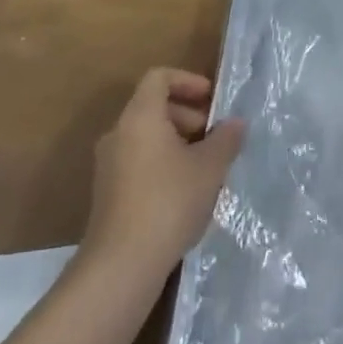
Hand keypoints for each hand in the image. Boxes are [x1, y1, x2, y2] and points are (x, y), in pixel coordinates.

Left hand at [82, 68, 245, 287]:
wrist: (120, 266)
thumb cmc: (168, 202)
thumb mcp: (209, 168)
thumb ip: (225, 139)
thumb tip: (235, 123)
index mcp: (140, 116)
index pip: (159, 77)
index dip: (188, 81)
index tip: (212, 100)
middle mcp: (118, 133)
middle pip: (153, 107)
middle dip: (188, 115)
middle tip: (215, 137)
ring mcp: (108, 165)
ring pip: (146, 137)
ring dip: (177, 143)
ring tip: (205, 168)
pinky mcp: (107, 195)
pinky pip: (138, 162)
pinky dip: (162, 164)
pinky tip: (185, 194)